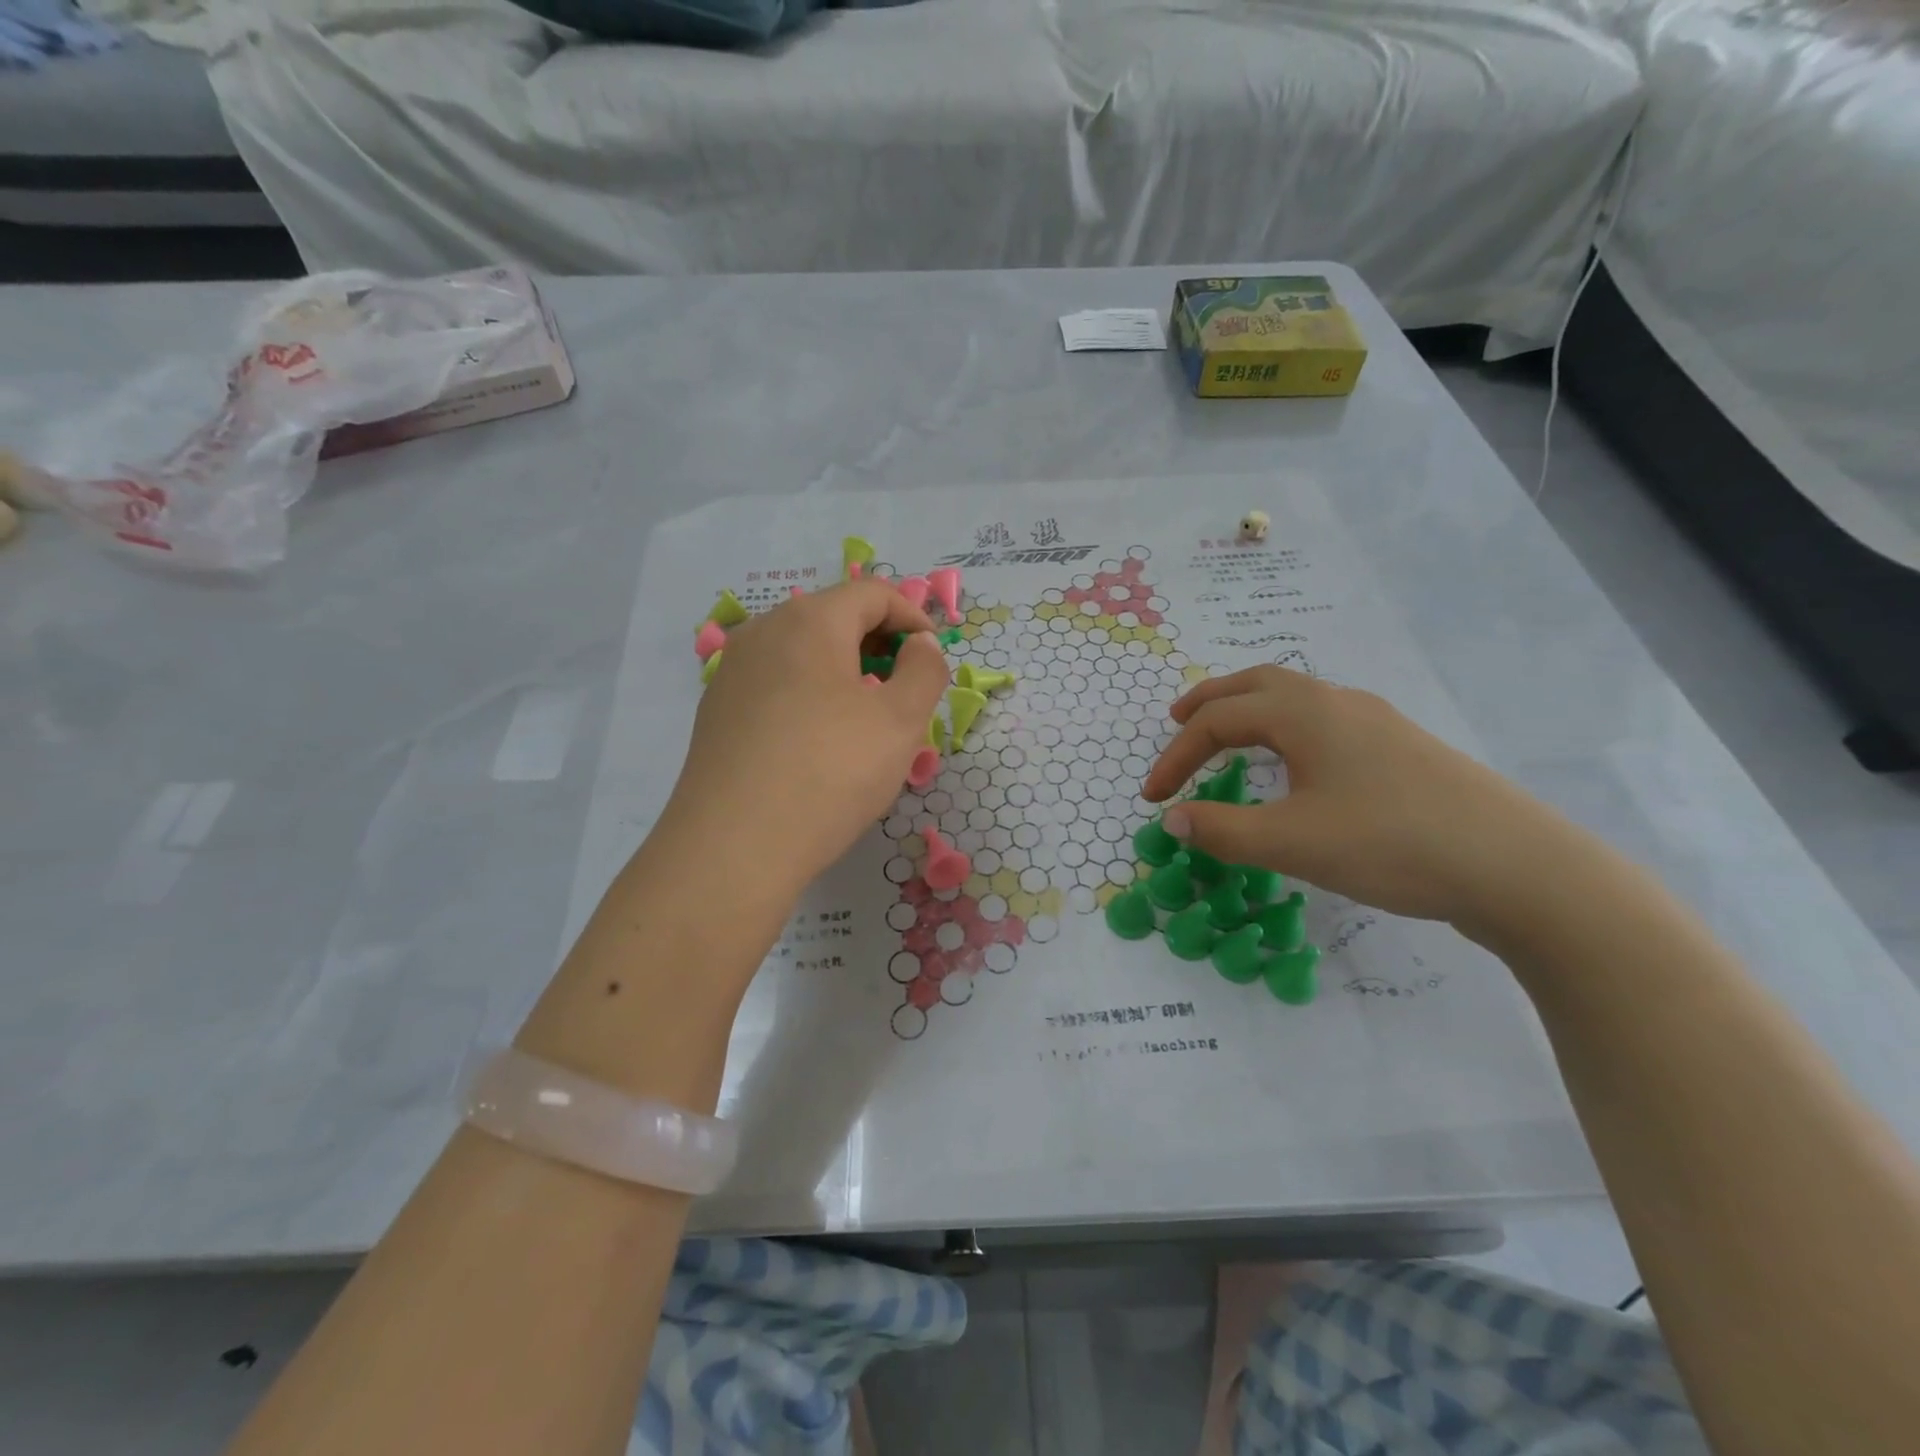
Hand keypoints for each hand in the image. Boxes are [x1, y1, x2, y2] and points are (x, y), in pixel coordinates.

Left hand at [657, 580, 949, 899]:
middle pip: (834, 616)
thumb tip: (920, 644)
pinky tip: (819, 742)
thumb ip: (925, 670)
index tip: (933, 657)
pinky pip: (777, 683)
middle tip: (906, 690)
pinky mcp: (717, 710)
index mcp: (809, 621)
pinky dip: (810, 693)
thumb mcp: (901, 721)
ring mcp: (733, 671)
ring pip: (803, 652)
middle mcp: (763, 632)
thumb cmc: (829, 774)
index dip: (913, 616)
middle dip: (879, 644)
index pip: (872, 592)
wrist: (732, 848)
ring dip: (845, 670)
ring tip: (867, 719)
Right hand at [1141, 666, 1592, 929]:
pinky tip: (1296, 764)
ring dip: (1250, 709)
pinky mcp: (1401, 748)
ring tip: (1228, 737)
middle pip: (1257, 683)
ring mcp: (1375, 722)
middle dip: (1210, 701)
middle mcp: (1337, 703)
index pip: (1218, 721)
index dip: (1176, 756)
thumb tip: (1174, 819)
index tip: (1152, 797)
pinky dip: (1285, 728)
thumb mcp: (1292, 843)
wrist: (1516, 866)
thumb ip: (1222, 830)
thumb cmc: (1391, 844)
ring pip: (1296, 697)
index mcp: (1305, 713)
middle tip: (1177, 721)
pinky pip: (1323, 720)